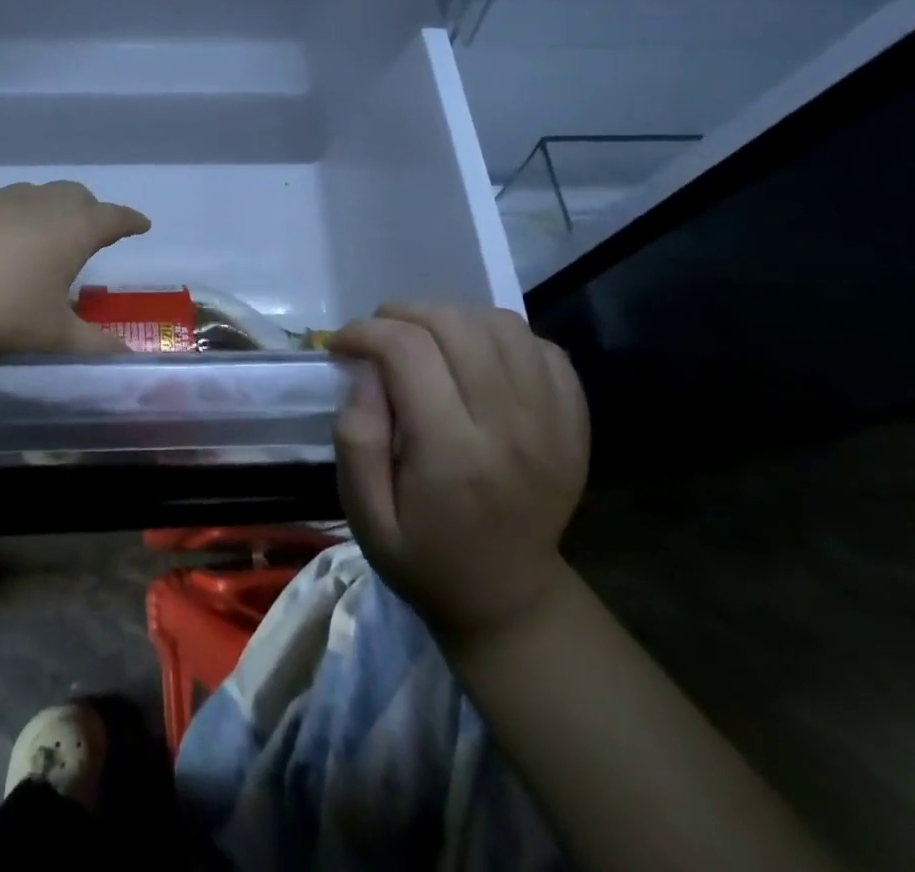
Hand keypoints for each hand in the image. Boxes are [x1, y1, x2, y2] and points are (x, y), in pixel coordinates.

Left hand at [0, 182, 150, 361]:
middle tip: (89, 233)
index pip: (112, 217)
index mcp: (70, 229)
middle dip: (88, 211)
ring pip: (29, 196)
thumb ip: (94, 346)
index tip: (141, 224)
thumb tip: (129, 358)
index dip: (129, 221)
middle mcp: (35, 203)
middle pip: (73, 195)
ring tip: (35, 242)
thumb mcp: (51, 336)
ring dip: (42, 212)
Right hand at [330, 305, 589, 645]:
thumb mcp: (365, 516)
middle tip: (377, 334)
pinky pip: (542, 347)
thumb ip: (356, 439)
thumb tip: (366, 370)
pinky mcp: (574, 422)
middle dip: (403, 314)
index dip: (365, 332)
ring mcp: (552, 423)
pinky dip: (502, 337)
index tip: (341, 345)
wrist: (510, 600)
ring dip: (452, 317)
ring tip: (424, 339)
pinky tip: (474, 357)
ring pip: (502, 325)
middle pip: (456, 326)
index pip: (408, 352)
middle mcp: (511, 429)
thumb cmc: (424, 557)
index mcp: (454, 455)